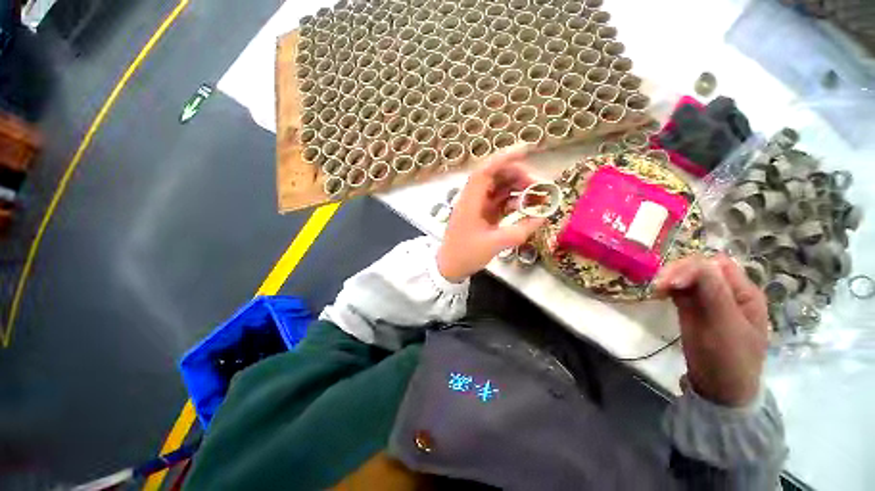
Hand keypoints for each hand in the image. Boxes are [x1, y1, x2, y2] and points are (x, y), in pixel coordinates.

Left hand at [437, 146, 546, 282]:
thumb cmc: (466, 254)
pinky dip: (512, 200)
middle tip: (539, 187)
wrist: (450, 267)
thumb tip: (543, 216)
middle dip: (518, 176)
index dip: (504, 157)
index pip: (485, 171)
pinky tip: (525, 207)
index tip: (527, 150)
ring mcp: (477, 205)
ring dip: (517, 188)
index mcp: (470, 201)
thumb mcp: (495, 244)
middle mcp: (473, 198)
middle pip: (495, 176)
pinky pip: (499, 200)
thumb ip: (521, 229)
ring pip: (498, 187)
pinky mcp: (482, 213)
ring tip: (537, 197)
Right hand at [654, 254, 768, 406]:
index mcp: (744, 293)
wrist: (719, 387)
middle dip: (679, 271)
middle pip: (700, 267)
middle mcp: (726, 292)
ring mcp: (708, 300)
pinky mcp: (691, 308)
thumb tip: (700, 262)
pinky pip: (678, 289)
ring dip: (670, 278)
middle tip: (660, 285)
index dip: (695, 267)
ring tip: (657, 289)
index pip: (718, 265)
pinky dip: (667, 287)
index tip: (674, 282)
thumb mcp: (727, 326)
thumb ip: (715, 293)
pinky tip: (659, 292)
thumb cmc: (731, 358)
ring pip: (686, 277)